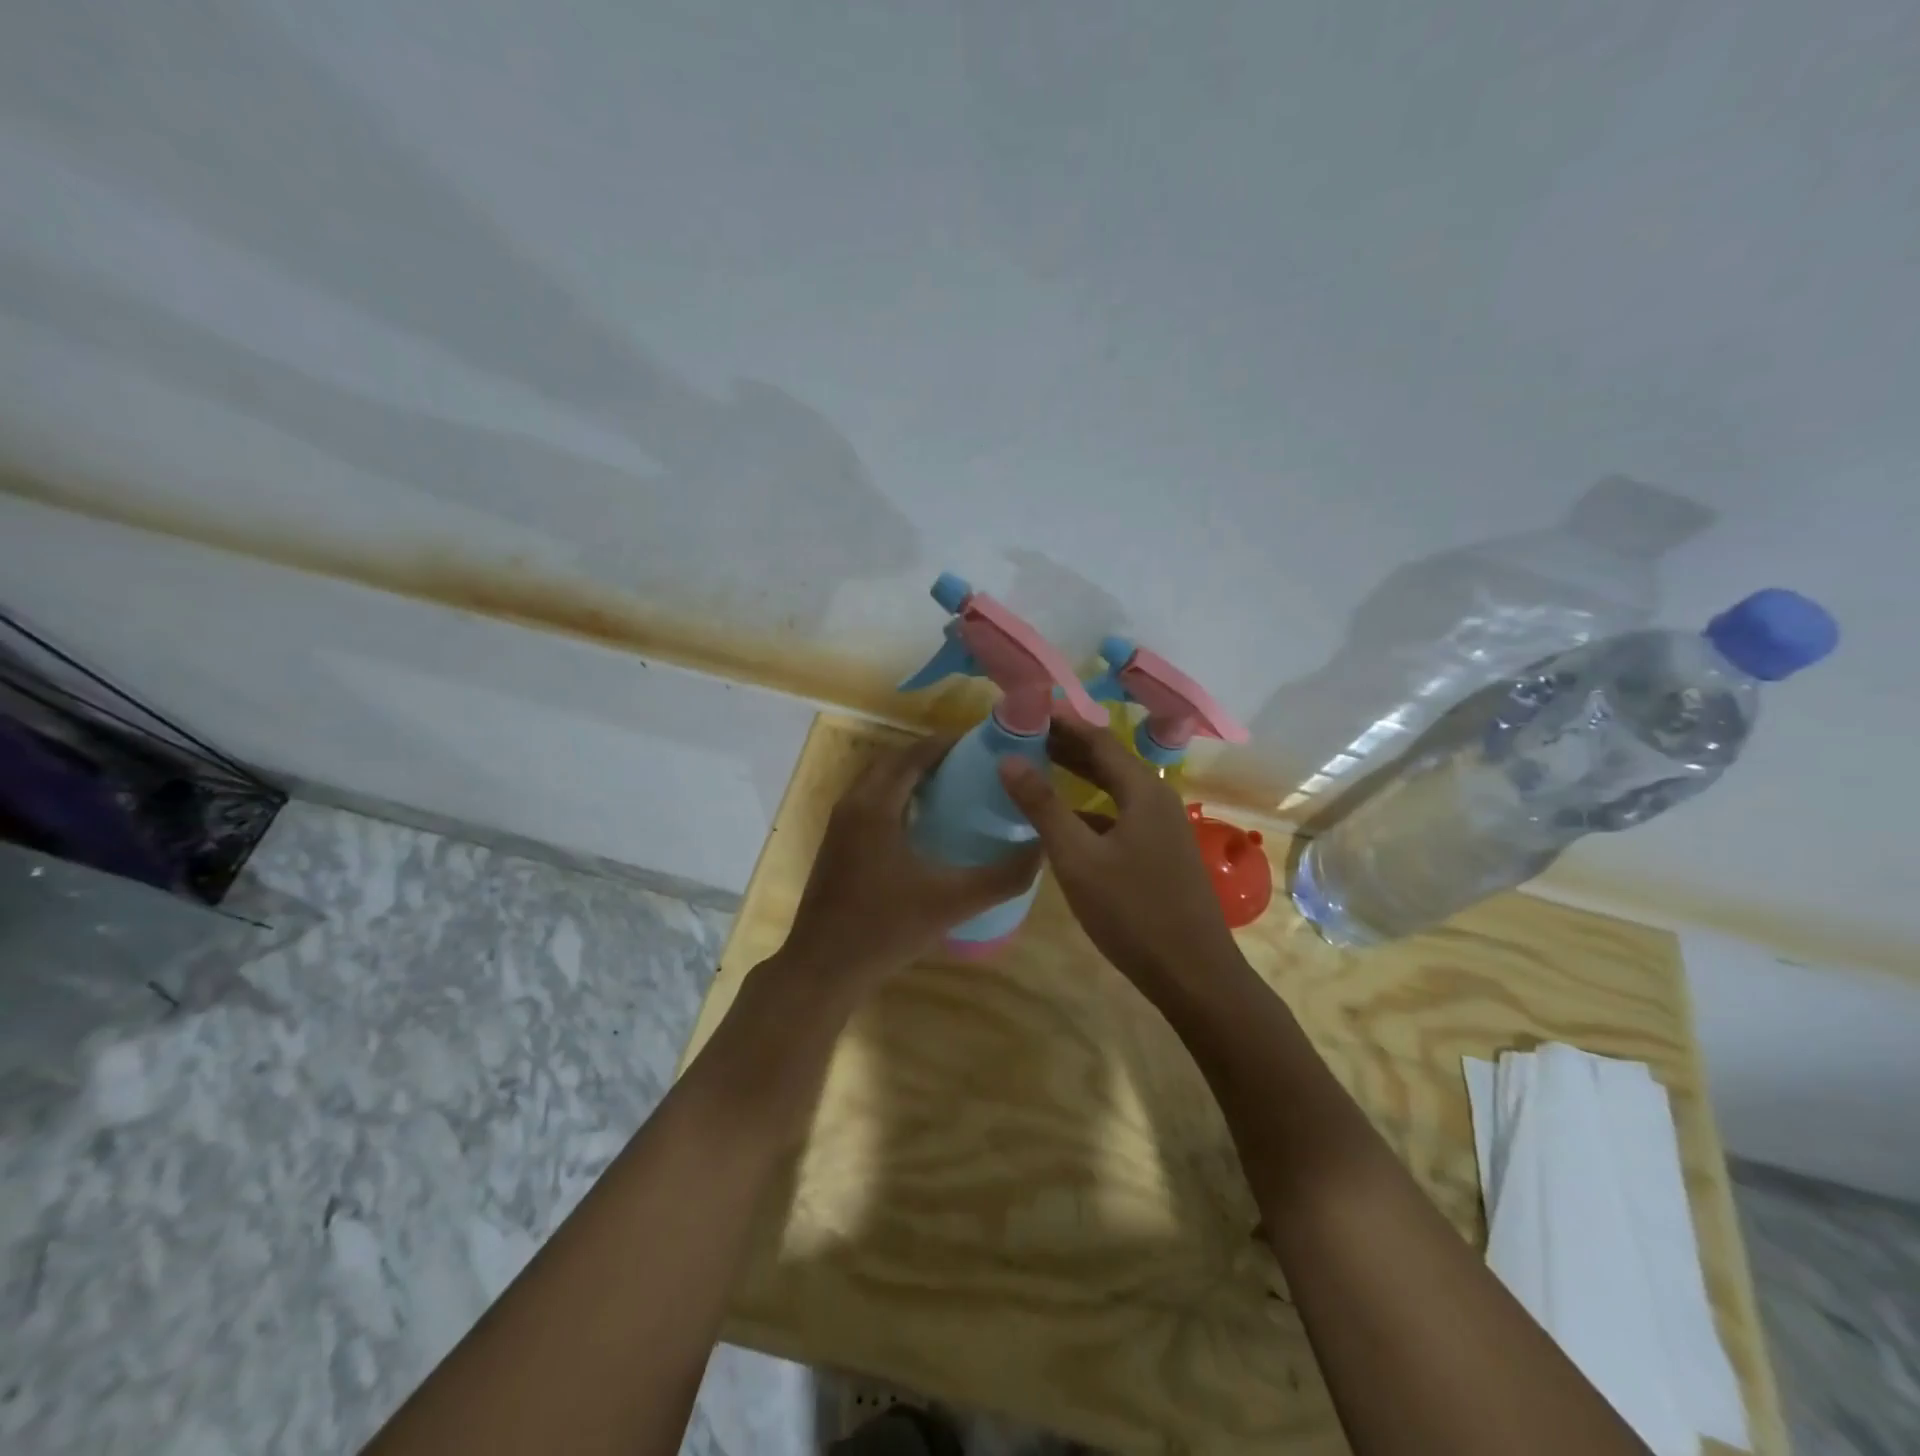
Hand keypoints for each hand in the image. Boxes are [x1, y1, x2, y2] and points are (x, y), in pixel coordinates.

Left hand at [782, 733, 1042, 983]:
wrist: (823, 968)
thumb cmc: (885, 929)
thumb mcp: (952, 903)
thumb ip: (1002, 878)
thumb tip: (1041, 850)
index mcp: (876, 806)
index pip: (914, 755)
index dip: (949, 744)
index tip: (984, 743)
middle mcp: (853, 803)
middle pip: (895, 761)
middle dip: (932, 755)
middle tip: (974, 764)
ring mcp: (840, 824)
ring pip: (879, 781)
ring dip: (912, 775)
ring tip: (955, 786)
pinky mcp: (836, 843)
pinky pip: (870, 801)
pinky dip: (897, 795)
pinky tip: (924, 822)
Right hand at [998, 716, 1241, 991]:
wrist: (1194, 974)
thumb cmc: (1132, 911)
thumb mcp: (1078, 858)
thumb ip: (1043, 806)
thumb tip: (1008, 759)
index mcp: (1143, 790)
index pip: (1098, 738)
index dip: (1062, 722)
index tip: (1027, 711)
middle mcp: (1158, 799)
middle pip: (1109, 760)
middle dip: (1068, 745)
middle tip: (1025, 736)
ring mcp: (1164, 828)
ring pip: (1116, 789)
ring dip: (1080, 776)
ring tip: (1040, 768)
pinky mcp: (1162, 853)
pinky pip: (1122, 815)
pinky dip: (1092, 807)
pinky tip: (1068, 822)